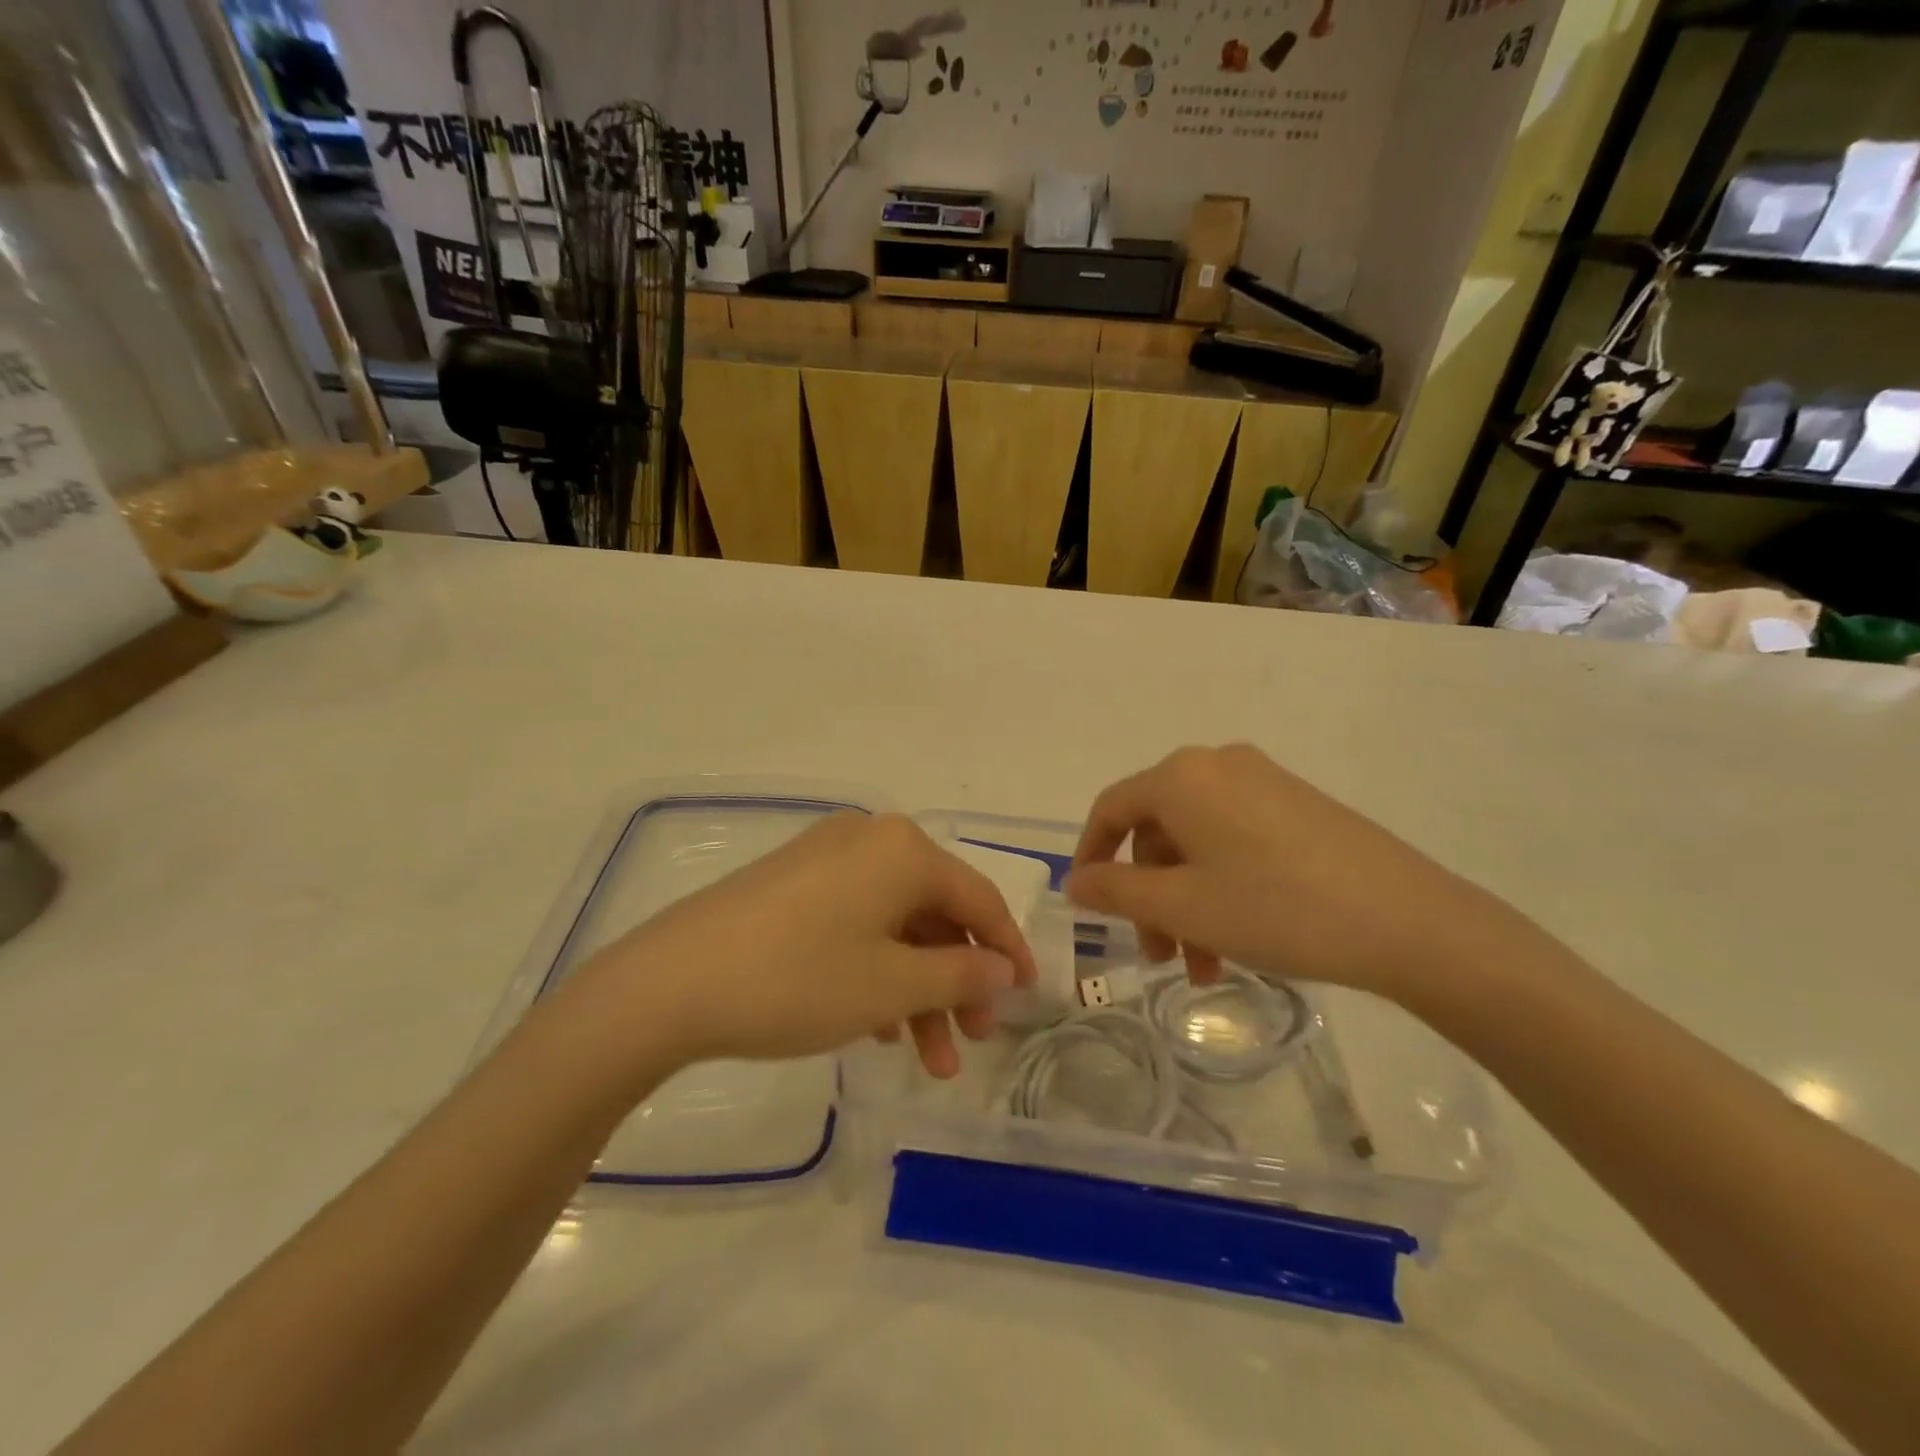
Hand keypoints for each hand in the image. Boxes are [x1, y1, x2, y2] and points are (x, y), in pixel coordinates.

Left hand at [569, 814, 1037, 1080]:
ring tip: (924, 1058)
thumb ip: (961, 974)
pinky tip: (876, 1026)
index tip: (1029, 997)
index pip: (978, 899)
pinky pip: (856, 922)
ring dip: (917, 988)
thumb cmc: (798, 979)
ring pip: (895, 924)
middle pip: (935, 913)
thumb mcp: (891, 986)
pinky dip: (876, 970)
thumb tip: (1004, 969)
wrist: (669, 983)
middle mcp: (869, 839)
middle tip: (972, 1041)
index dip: (1008, 950)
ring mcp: (826, 858)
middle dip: (957, 982)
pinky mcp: (793, 883)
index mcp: (903, 850)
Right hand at [1065, 745, 1517, 1002]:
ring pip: (1198, 842)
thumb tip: (1076, 881)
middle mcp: (1218, 766)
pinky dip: (1222, 886)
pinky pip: (1236, 840)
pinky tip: (1240, 937)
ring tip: (1205, 968)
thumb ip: (1116, 891)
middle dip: (1149, 896)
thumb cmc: (1277, 908)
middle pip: (1158, 830)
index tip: (1086, 906)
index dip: (1090, 856)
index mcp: (1182, 777)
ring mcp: (1265, 782)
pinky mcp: (1300, 806)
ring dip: (1187, 901)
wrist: (1410, 922)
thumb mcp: (1183, 906)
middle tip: (1160, 956)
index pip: (1111, 808)